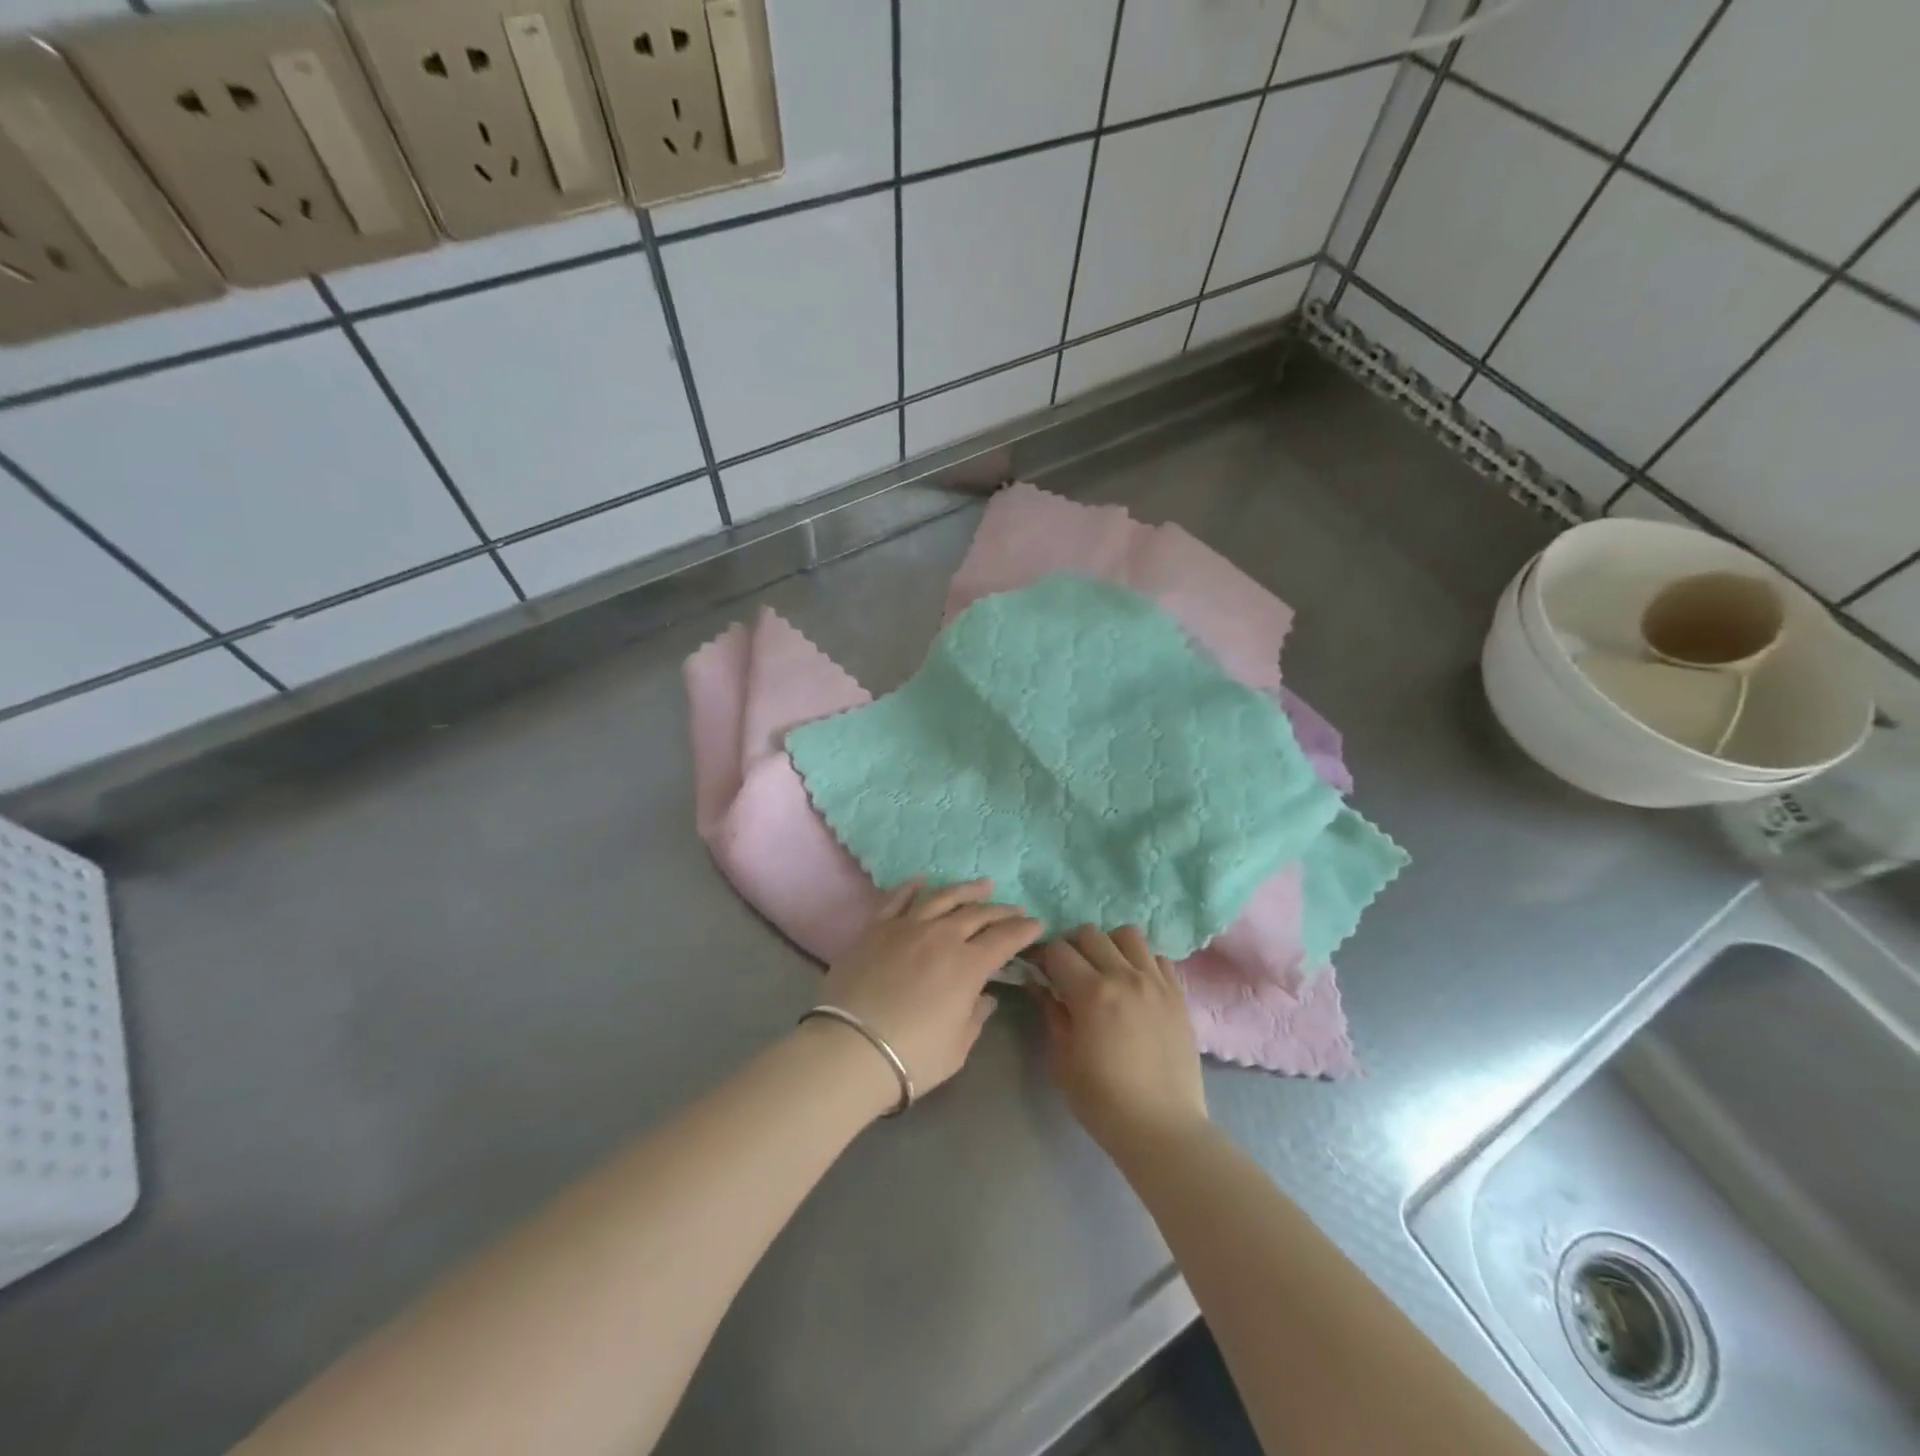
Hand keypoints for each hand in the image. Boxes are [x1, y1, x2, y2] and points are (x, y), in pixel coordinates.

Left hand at [816, 880, 1042, 1102]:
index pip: (1005, 938)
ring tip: (982, 885)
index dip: (1024, 930)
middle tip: (1014, 908)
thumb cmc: (913, 1056)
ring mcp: (906, 927)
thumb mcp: (957, 1047)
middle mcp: (941, 936)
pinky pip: (897, 899)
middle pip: (977, 914)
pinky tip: (923, 881)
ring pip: (942, 897)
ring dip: (965, 889)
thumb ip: (975, 1016)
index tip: (1037, 924)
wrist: (851, 1049)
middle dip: (1001, 910)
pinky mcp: (876, 928)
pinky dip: (912, 887)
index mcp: (968, 965)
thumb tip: (984, 997)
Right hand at [1036, 927, 1208, 1154]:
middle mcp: (1125, 976)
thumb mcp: (1062, 1059)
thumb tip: (1039, 984)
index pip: (1058, 950)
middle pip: (1090, 933)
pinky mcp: (1178, 994)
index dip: (1043, 956)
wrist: (1163, 1128)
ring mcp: (1156, 982)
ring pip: (1128, 935)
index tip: (1039, 971)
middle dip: (1072, 946)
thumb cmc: (1102, 1100)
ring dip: (1109, 945)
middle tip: (1068, 970)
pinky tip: (1134, 985)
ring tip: (1105, 970)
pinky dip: (1140, 961)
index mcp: (1092, 992)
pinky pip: (1157, 957)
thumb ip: (1051, 1012)